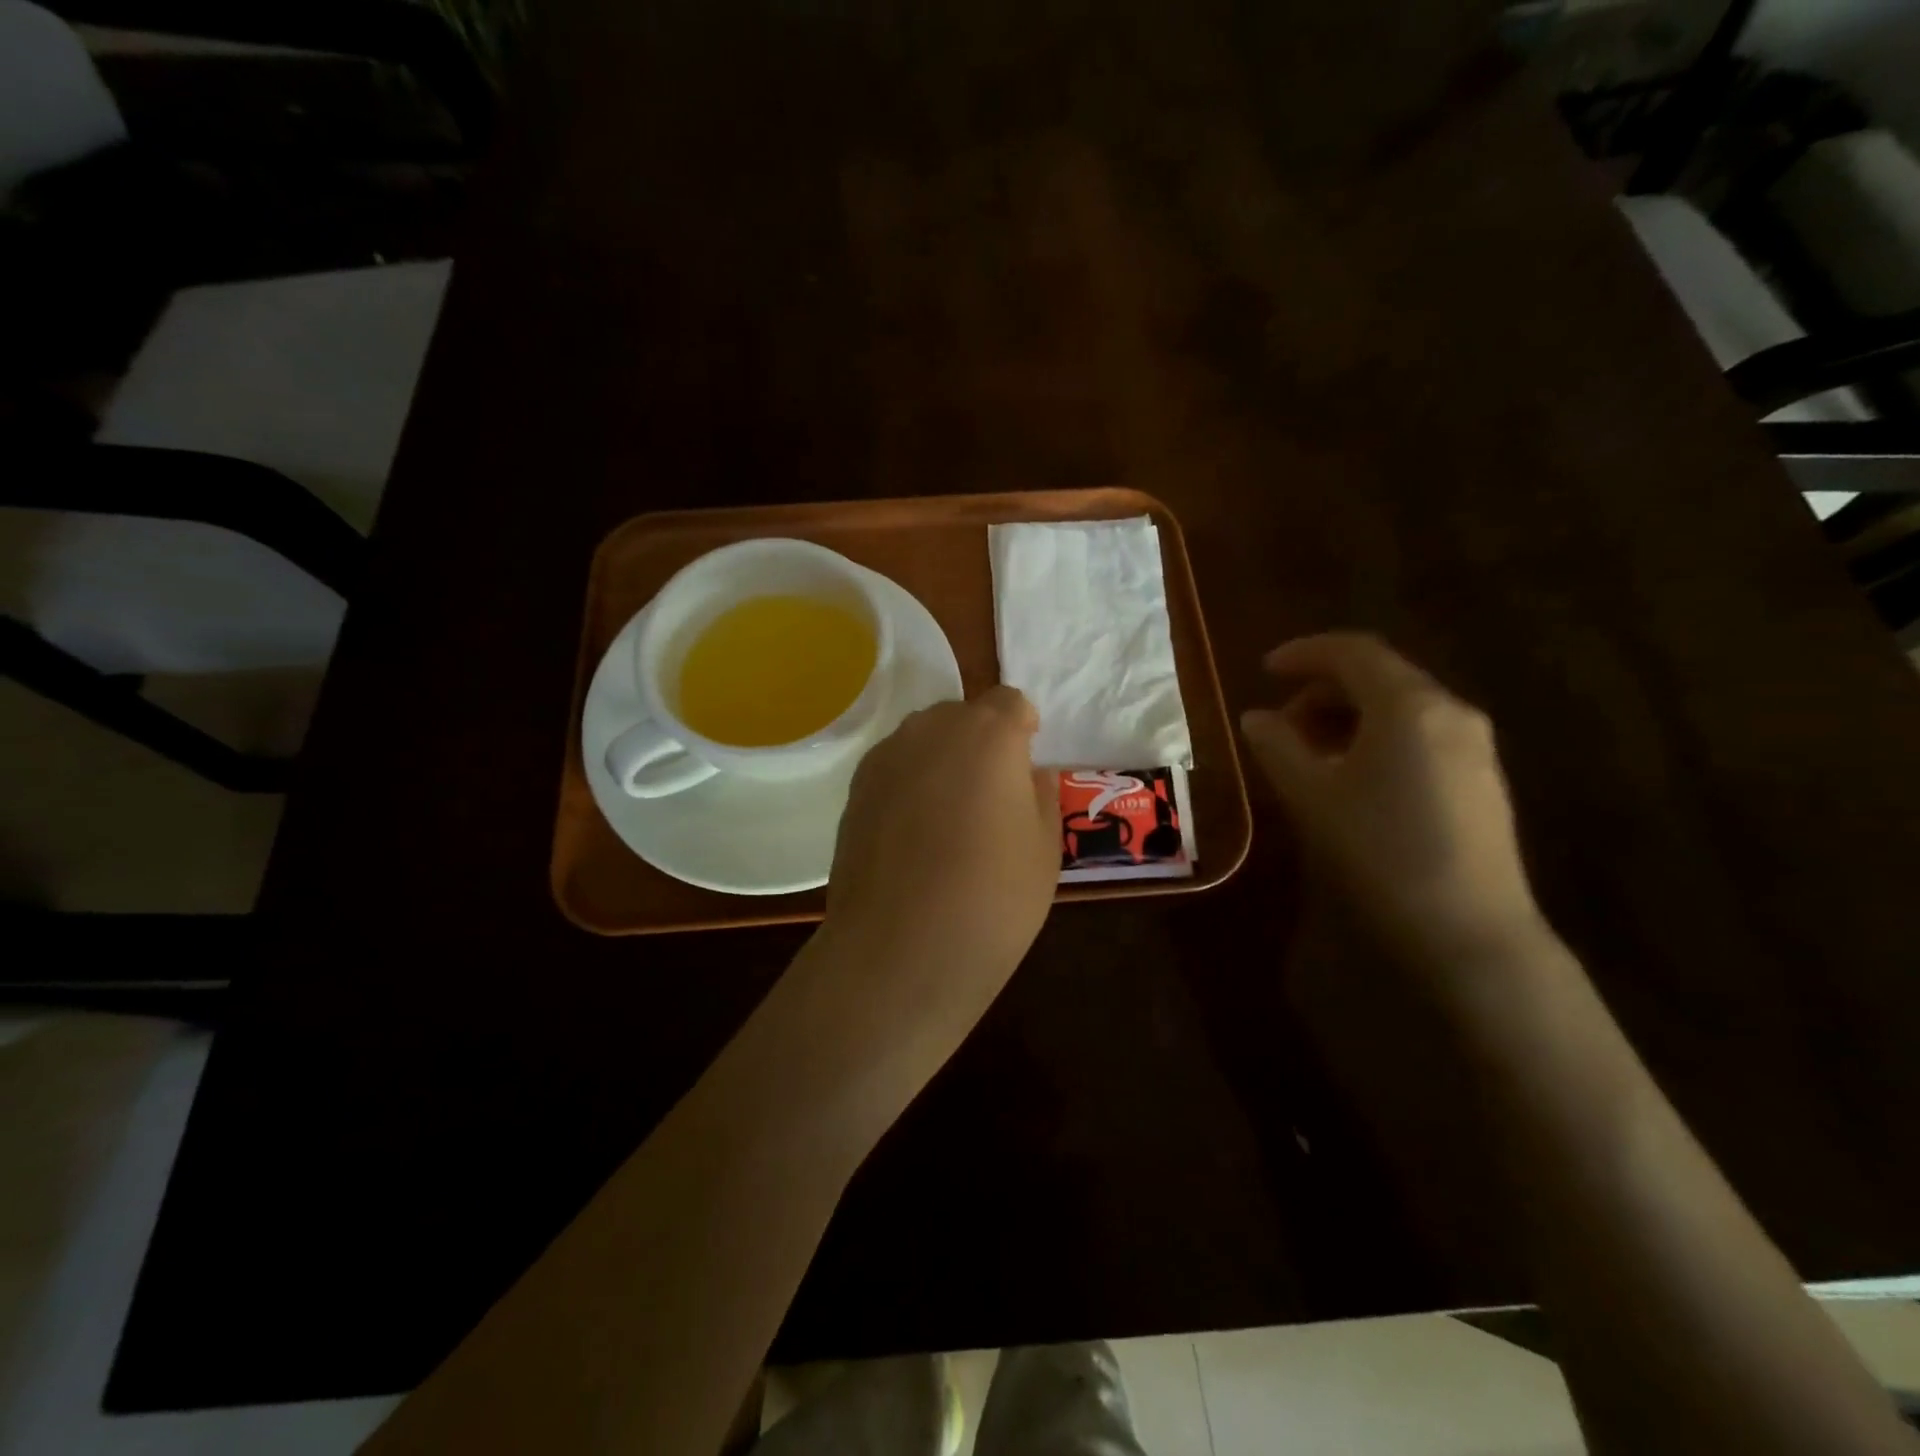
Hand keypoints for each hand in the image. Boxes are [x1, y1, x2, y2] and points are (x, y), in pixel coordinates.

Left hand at [824, 687, 1058, 1016]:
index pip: (1010, 702)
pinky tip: (914, 833)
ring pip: (924, 739)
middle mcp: (932, 729)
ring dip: (942, 759)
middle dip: (981, 741)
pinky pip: (894, 768)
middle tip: (992, 794)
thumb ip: (1040, 795)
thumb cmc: (993, 898)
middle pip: (962, 715)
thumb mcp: (1045, 848)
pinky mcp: (854, 789)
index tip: (1026, 763)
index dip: (1022, 727)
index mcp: (988, 733)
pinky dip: (909, 784)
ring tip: (949, 815)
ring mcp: (886, 757)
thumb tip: (1028, 774)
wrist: (902, 948)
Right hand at [1240, 633, 1545, 970]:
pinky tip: (1353, 780)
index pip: (1353, 651)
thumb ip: (1277, 746)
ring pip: (1401, 709)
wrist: (1468, 931)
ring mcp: (1474, 748)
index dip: (1303, 653)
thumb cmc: (1379, 850)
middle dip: (1322, 690)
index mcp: (1409, 705)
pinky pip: (1420, 738)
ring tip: (1308, 755)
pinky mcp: (1481, 783)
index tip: (1264, 670)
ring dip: (1348, 717)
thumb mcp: (1311, 795)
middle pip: (1380, 677)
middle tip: (1279, 723)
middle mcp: (1450, 712)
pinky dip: (1377, 740)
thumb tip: (1256, 717)